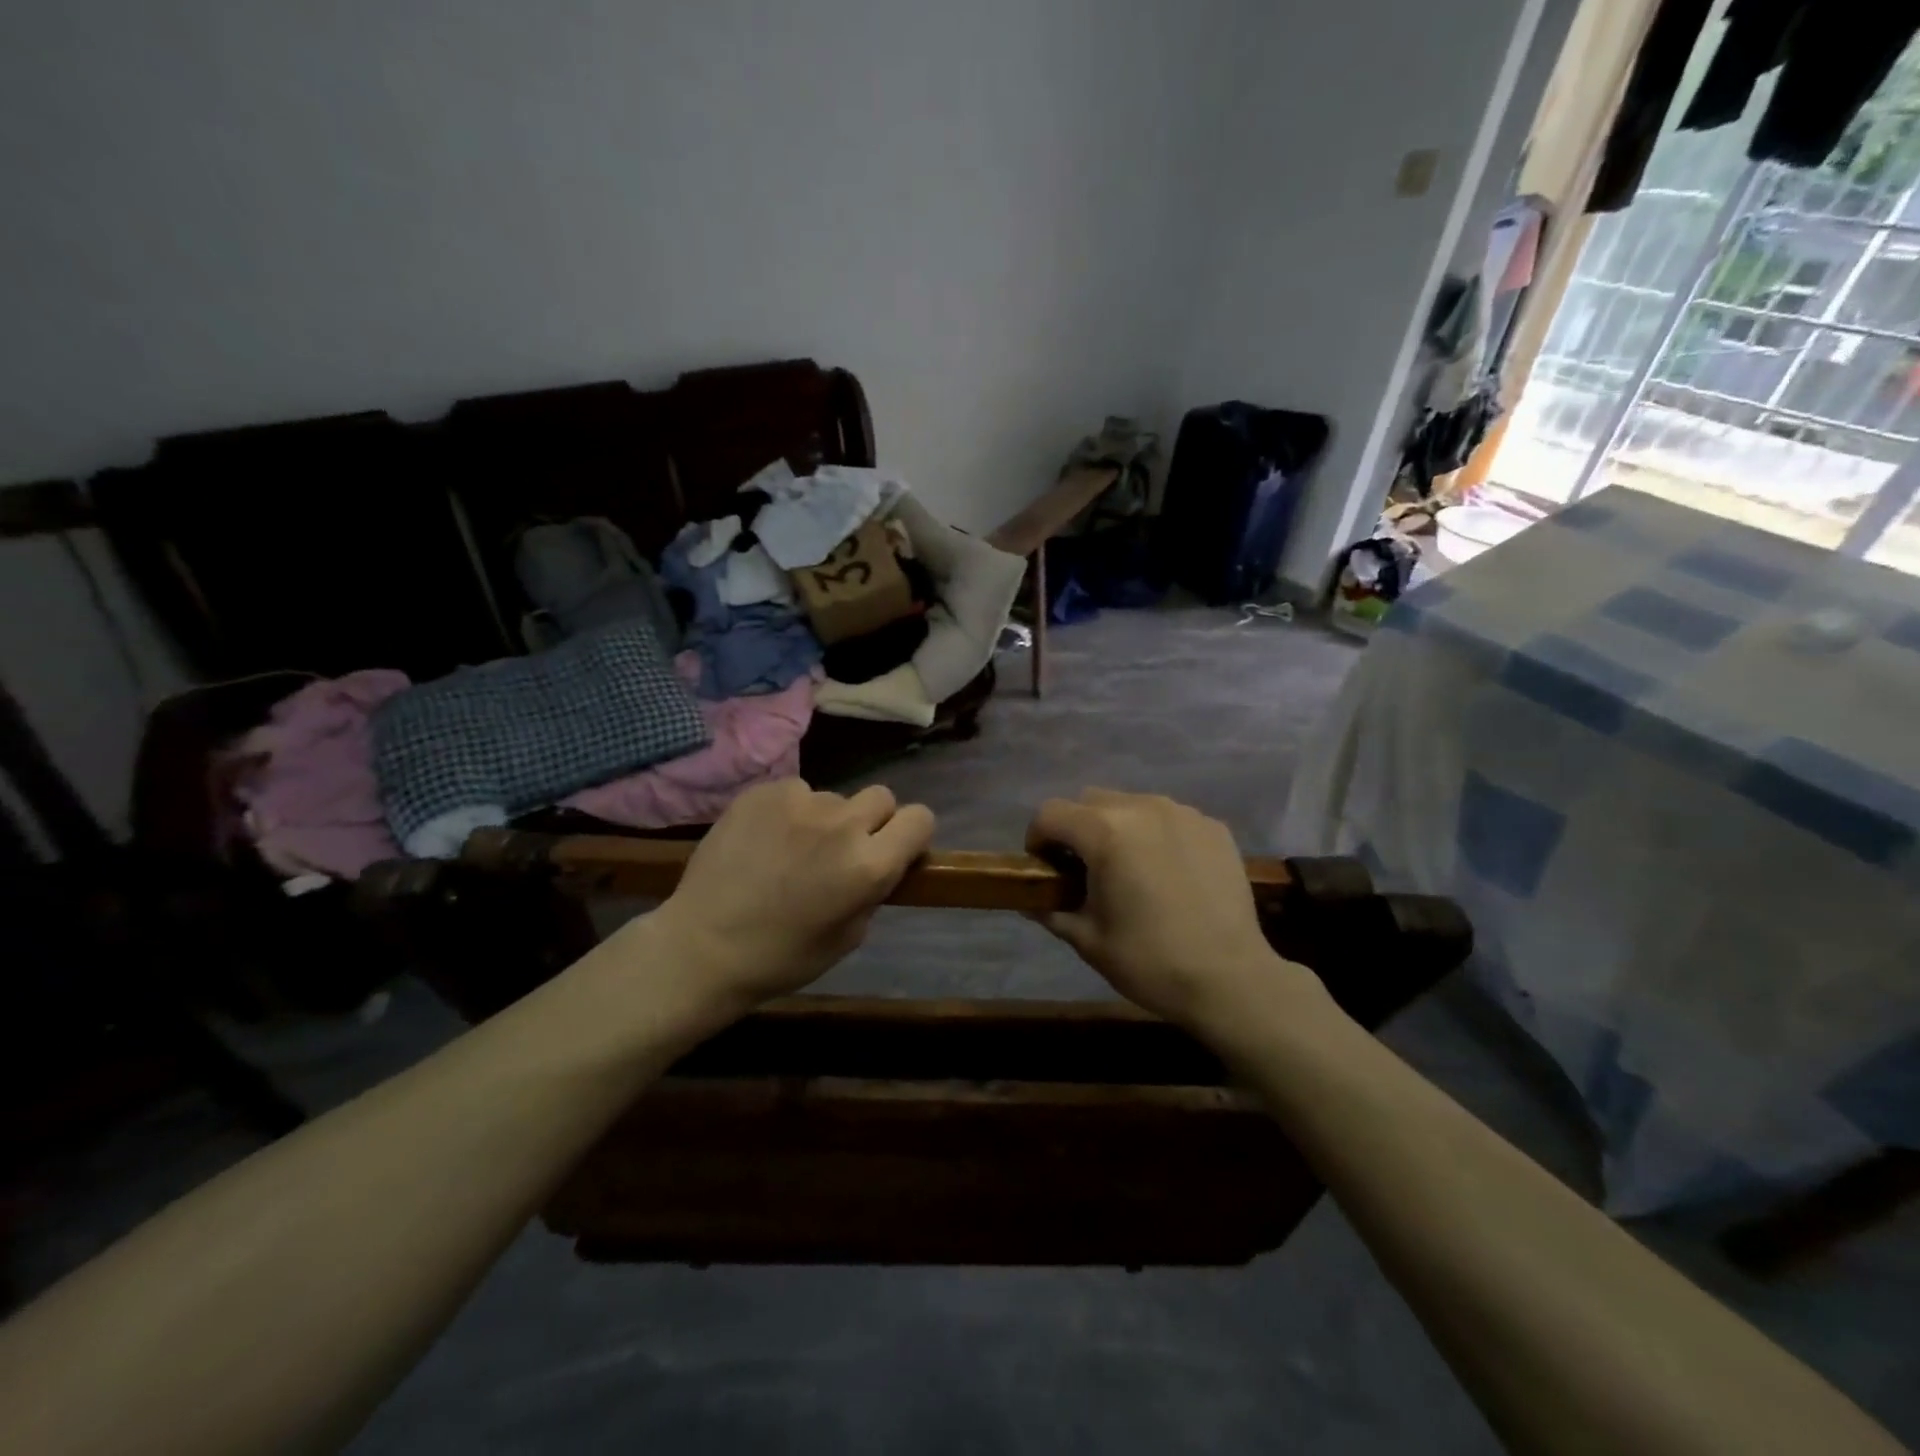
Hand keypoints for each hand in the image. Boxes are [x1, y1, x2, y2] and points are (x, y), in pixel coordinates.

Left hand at [646, 779, 934, 1014]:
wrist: (701, 946)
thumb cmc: (781, 957)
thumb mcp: (849, 937)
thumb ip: (873, 890)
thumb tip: (880, 862)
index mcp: (868, 866)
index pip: (920, 818)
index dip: (911, 834)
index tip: (894, 849)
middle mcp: (841, 824)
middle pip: (882, 797)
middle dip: (872, 821)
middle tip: (843, 849)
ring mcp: (799, 802)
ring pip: (833, 798)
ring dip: (825, 819)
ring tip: (791, 850)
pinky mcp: (763, 792)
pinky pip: (795, 792)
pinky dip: (789, 813)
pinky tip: (764, 840)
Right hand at [1026, 789, 1318, 1034]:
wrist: (1231, 979)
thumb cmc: (1150, 961)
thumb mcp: (1087, 940)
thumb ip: (1052, 910)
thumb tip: (1032, 901)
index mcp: (1105, 832)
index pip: (1050, 813)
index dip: (1038, 839)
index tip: (1046, 868)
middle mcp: (1142, 808)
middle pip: (1090, 801)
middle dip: (1077, 829)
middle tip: (1085, 869)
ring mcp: (1183, 813)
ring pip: (1131, 804)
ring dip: (1118, 827)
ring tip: (1130, 869)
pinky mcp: (1213, 826)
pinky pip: (1169, 817)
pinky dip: (1156, 834)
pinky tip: (1168, 872)